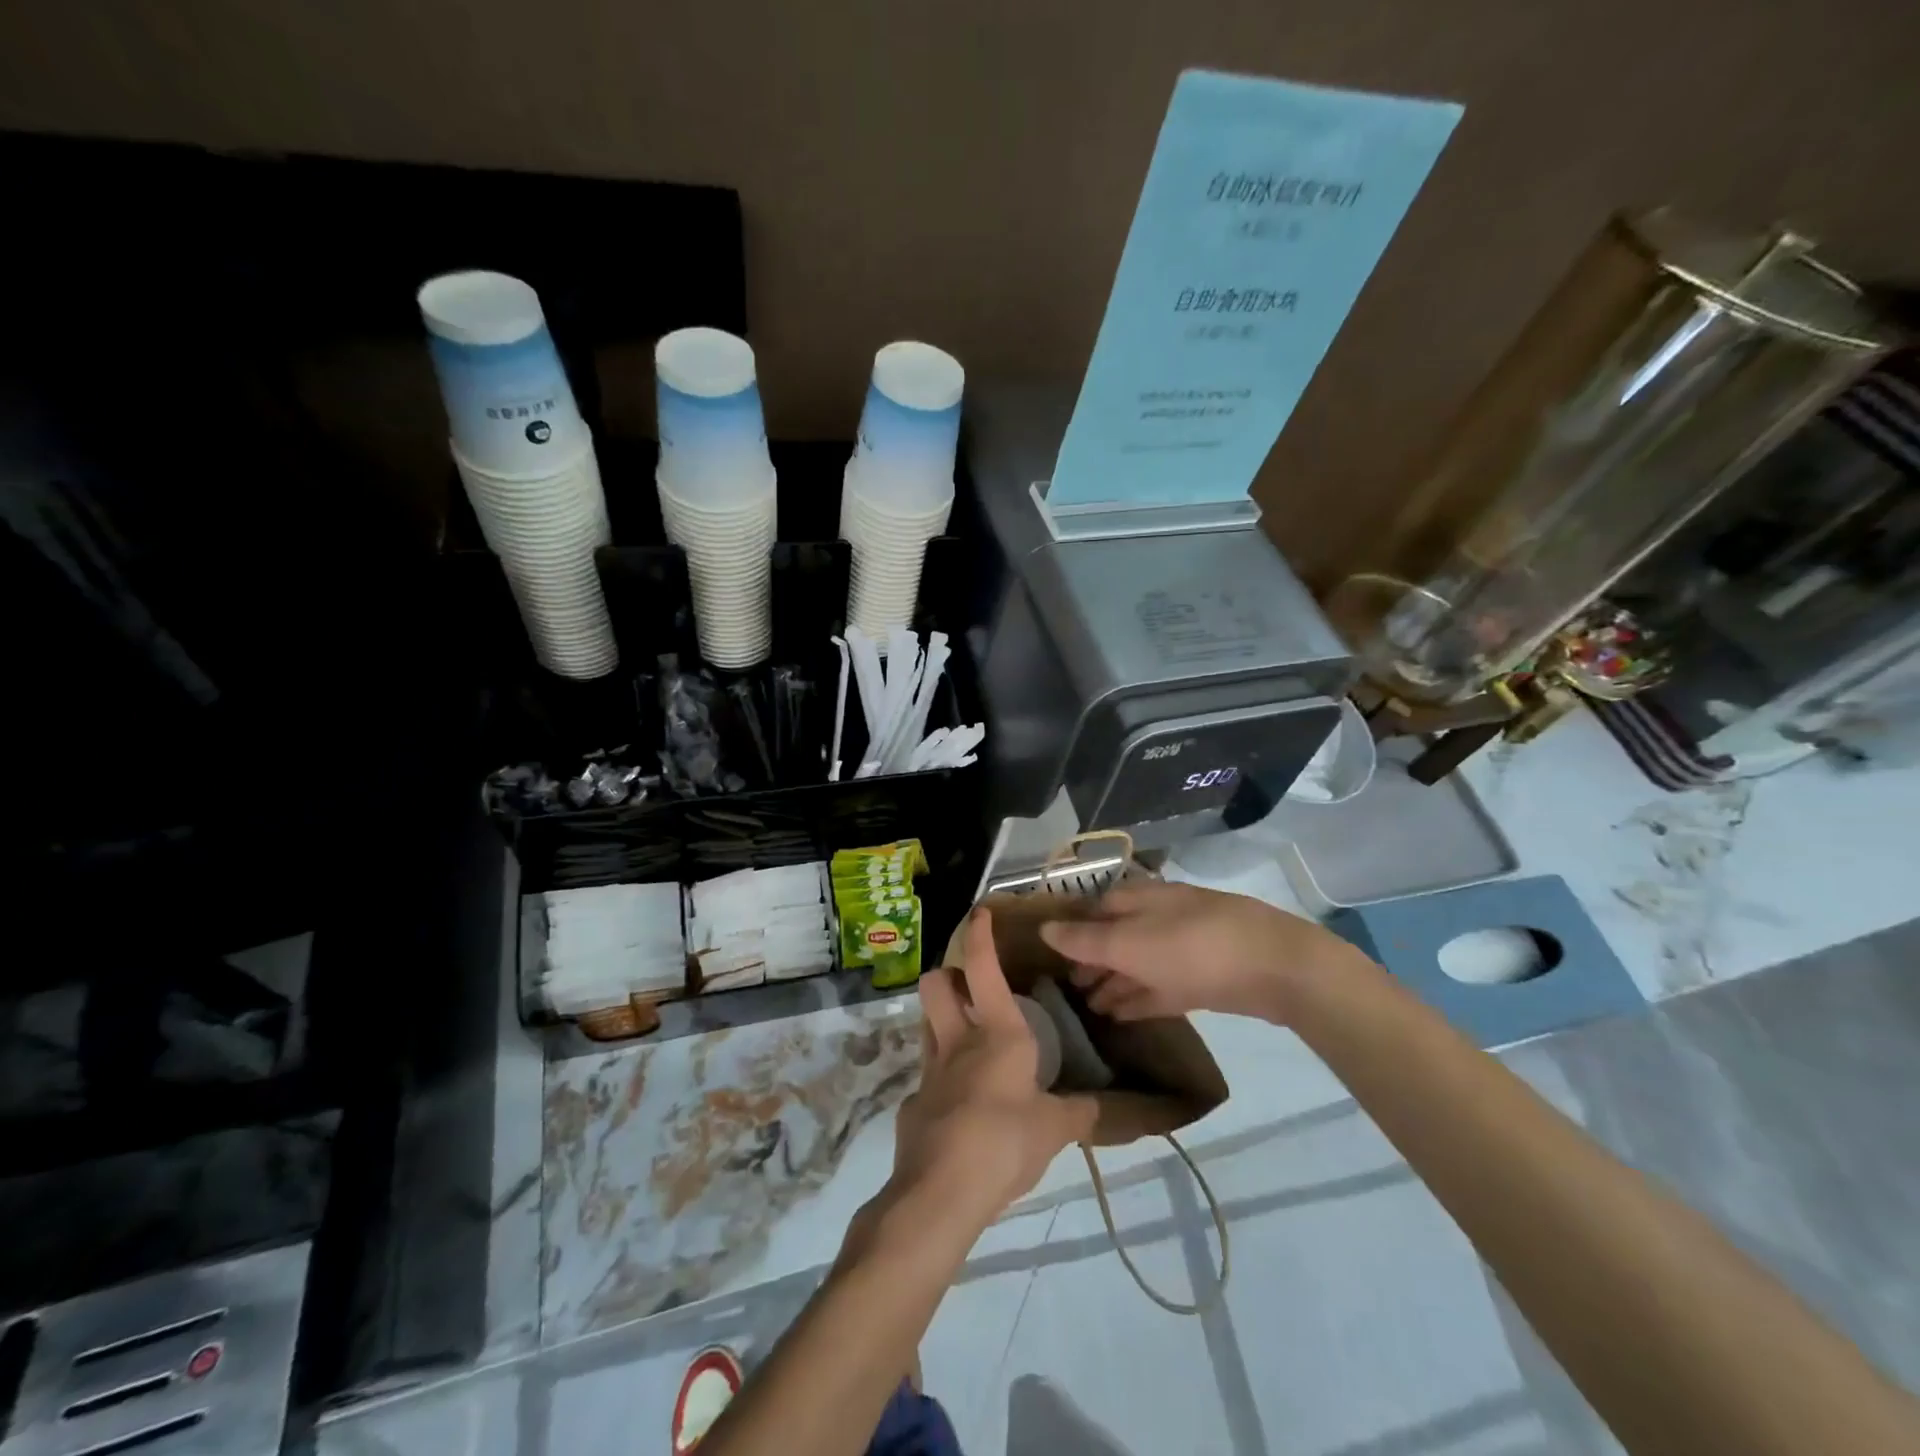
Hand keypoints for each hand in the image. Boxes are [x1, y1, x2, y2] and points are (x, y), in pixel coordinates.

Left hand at [888, 909, 1098, 1229]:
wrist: (942, 1191)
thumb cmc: (1005, 1142)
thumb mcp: (1055, 1129)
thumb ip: (1079, 1113)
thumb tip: (1103, 1108)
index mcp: (997, 1033)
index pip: (982, 967)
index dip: (979, 935)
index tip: (980, 912)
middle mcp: (958, 1041)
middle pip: (935, 985)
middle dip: (946, 975)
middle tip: (968, 988)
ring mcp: (930, 1071)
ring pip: (926, 1024)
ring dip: (942, 1020)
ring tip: (966, 1038)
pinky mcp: (914, 1104)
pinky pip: (927, 1077)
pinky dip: (943, 1079)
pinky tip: (961, 1105)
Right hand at [1038, 879, 1354, 1024]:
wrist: (1276, 969)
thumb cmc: (1194, 947)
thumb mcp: (1131, 944)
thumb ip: (1086, 941)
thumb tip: (1044, 928)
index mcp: (1140, 900)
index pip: (1095, 909)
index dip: (1071, 930)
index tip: (1046, 955)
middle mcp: (1159, 918)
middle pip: (1116, 938)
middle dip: (1091, 961)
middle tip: (1066, 989)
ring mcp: (1183, 949)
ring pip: (1138, 964)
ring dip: (1113, 983)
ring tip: (1087, 1008)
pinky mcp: (1203, 979)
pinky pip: (1161, 987)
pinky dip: (1139, 999)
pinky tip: (1119, 1017)